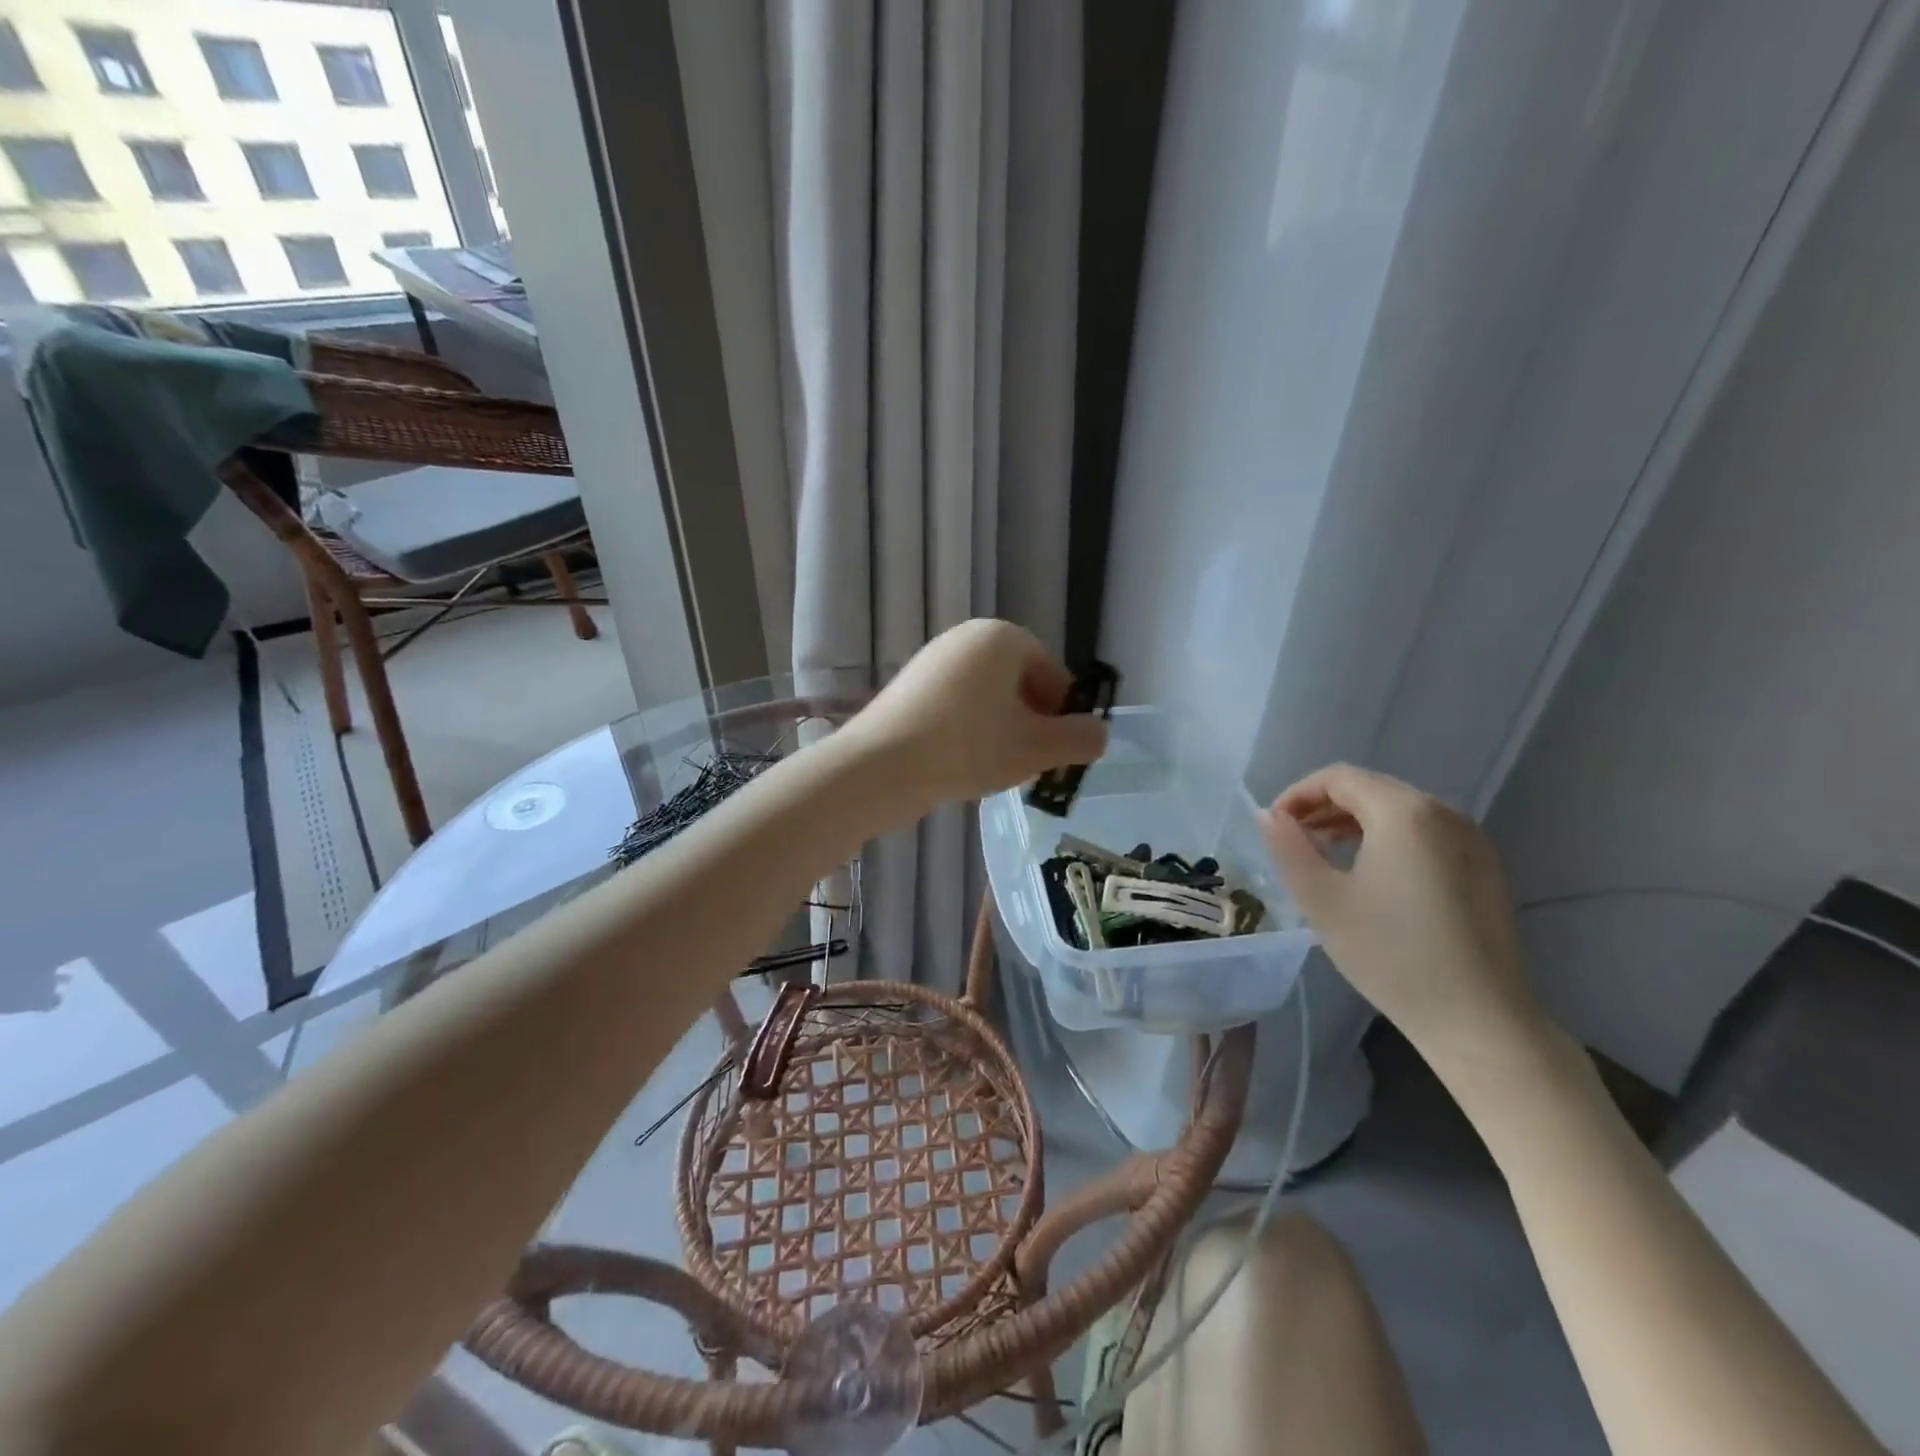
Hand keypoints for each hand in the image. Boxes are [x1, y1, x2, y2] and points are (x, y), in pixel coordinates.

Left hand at [845, 619, 1108, 807]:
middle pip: (1020, 686)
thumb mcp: (1038, 748)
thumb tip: (1099, 734)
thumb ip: (1080, 740)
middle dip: (1033, 726)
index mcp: (1002, 638)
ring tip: (999, 773)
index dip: (1064, 717)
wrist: (880, 768)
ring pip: (988, 701)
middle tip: (1032, 767)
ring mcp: (933, 663)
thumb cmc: (968, 748)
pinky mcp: (909, 691)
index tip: (1062, 754)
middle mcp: (966, 639)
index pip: (1053, 675)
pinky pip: (957, 710)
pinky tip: (964, 768)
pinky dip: (970, 735)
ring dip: (1003, 734)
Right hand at [1258, 764, 1551, 1075]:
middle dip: (1325, 806)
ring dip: (1355, 821)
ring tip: (1325, 853)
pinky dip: (1389, 837)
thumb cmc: (1390, 954)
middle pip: (1371, 789)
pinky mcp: (1485, 867)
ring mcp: (1471, 839)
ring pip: (1400, 810)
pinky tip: (1371, 873)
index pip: (1339, 777)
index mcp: (1404, 812)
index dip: (1298, 793)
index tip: (1274, 825)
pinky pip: (1426, 832)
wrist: (1478, 1018)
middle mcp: (1444, 813)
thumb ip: (1288, 847)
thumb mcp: (1322, 899)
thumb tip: (1267, 815)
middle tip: (1293, 839)